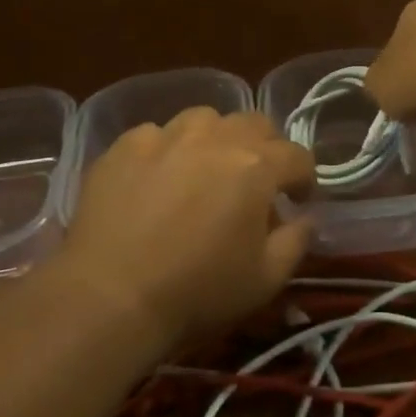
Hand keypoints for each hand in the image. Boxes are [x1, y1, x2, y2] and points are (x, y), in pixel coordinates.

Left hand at [59, 109, 315, 343]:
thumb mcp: (266, 279)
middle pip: (254, 124)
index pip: (297, 155)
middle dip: (265, 149)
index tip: (298, 201)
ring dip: (216, 140)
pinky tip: (158, 179)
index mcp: (255, 166)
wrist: (111, 295)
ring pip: (203, 120)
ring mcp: (163, 137)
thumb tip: (303, 218)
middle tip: (256, 182)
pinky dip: (168, 151)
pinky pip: (156, 135)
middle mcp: (212, 138)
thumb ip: (295, 241)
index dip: (304, 178)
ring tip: (205, 171)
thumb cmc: (198, 292)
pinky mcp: (122, 147)